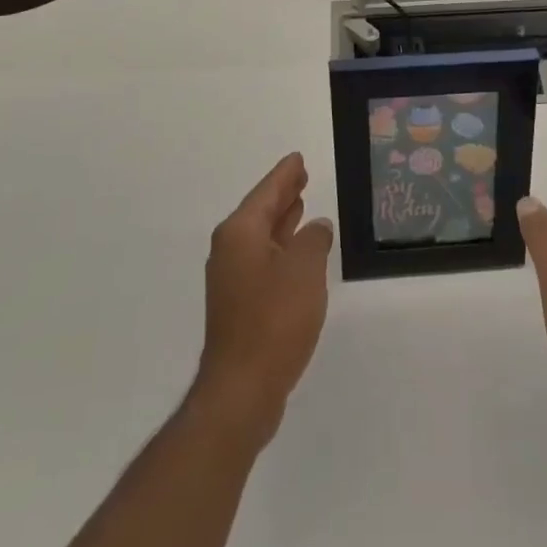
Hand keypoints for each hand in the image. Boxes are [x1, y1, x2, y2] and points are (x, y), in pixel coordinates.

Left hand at [194, 152, 333, 449]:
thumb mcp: (305, 269)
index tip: (297, 158)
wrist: (242, 388)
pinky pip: (262, 260)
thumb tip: (316, 227)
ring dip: (282, 221)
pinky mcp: (239, 305)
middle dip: (282, 194)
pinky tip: (297, 252)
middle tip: (301, 175)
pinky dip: (280, 248)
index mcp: (240, 232)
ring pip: (261, 237)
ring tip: (301, 204)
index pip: (267, 192)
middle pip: (260, 211)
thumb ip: (314, 240)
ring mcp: (232, 279)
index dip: (285, 175)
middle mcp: (230, 249)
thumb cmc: (275, 319)